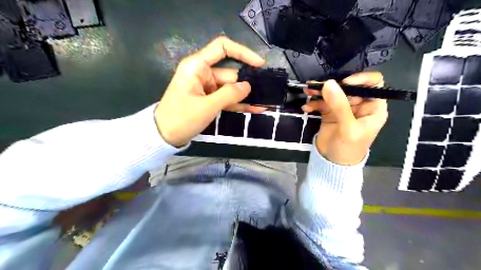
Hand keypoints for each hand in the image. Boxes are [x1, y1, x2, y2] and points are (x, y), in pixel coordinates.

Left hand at [155, 36, 264, 146]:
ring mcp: (206, 87)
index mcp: (197, 67)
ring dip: (245, 96)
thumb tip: (248, 86)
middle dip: (247, 84)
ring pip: (230, 88)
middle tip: (266, 93)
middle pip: (230, 73)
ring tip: (264, 104)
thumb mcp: (207, 106)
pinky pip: (226, 98)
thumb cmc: (181, 118)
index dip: (242, 52)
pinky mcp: (208, 99)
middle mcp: (202, 73)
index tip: (259, 64)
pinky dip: (238, 104)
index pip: (222, 48)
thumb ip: (229, 95)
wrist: (164, 136)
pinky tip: (254, 109)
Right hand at [302, 72, 387, 164]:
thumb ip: (340, 105)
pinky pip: (322, 102)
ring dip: (319, 92)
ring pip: (333, 93)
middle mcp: (359, 105)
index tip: (343, 83)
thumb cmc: (349, 148)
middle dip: (332, 86)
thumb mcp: (348, 127)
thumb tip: (329, 83)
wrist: (333, 163)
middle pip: (348, 87)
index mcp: (372, 107)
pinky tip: (306, 108)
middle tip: (316, 86)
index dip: (360, 79)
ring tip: (308, 91)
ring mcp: (343, 108)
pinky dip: (314, 103)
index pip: (373, 84)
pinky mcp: (330, 112)